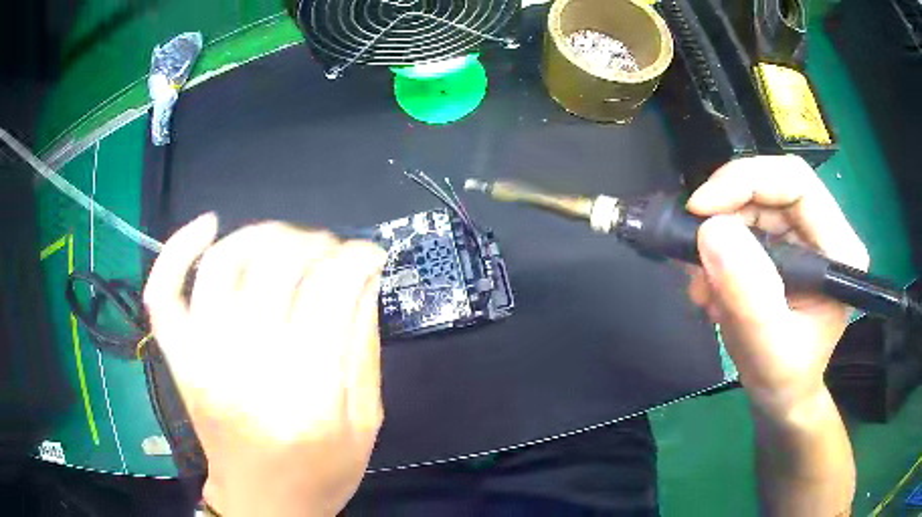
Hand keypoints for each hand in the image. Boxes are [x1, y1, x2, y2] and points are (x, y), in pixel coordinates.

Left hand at [143, 214, 386, 516]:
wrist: (262, 504)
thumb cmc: (320, 474)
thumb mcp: (366, 422)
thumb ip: (365, 348)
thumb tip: (364, 279)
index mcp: (306, 396)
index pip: (330, 292)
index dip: (356, 258)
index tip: (370, 255)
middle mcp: (246, 369)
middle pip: (275, 265)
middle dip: (316, 242)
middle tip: (333, 252)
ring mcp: (201, 359)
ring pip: (223, 263)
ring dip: (263, 235)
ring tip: (287, 242)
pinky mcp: (179, 359)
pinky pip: (163, 293)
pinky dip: (178, 250)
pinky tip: (208, 227)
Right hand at [685, 155, 868, 417]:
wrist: (780, 397)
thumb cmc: (784, 380)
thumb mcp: (769, 348)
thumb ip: (749, 294)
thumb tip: (711, 230)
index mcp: (838, 249)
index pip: (796, 183)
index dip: (747, 181)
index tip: (700, 209)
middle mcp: (823, 232)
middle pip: (770, 189)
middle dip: (725, 212)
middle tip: (693, 248)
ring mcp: (801, 237)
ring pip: (751, 205)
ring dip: (717, 237)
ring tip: (702, 285)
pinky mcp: (781, 246)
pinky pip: (742, 226)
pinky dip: (717, 250)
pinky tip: (710, 286)